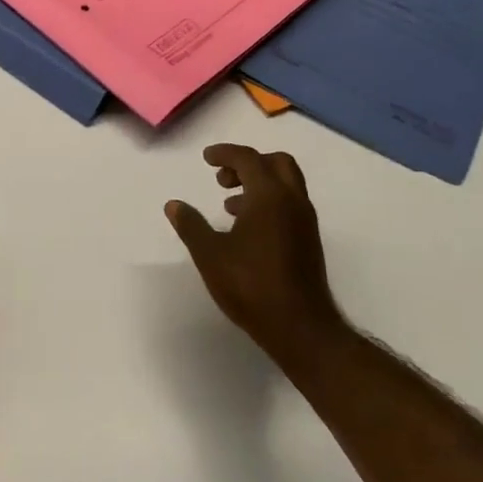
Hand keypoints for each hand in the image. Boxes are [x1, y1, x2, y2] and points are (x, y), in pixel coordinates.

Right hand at [165, 144, 343, 365]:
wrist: (301, 328)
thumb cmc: (252, 286)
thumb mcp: (210, 255)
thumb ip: (191, 225)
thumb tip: (173, 205)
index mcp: (269, 196)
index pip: (248, 158)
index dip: (225, 153)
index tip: (206, 158)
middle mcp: (292, 201)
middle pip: (276, 163)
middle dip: (248, 162)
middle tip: (223, 177)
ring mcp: (305, 221)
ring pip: (286, 183)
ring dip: (258, 182)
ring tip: (229, 203)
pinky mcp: (309, 240)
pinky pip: (289, 203)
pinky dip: (268, 200)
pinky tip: (247, 227)